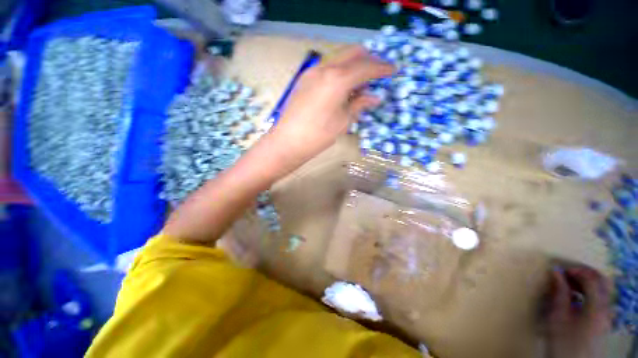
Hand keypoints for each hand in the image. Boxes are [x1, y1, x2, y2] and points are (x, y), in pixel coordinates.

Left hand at [267, 46, 394, 170]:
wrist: (288, 141)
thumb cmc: (319, 135)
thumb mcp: (343, 121)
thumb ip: (360, 104)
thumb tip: (374, 96)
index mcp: (338, 79)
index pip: (366, 67)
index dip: (382, 68)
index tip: (393, 71)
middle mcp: (325, 68)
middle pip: (353, 53)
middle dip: (368, 61)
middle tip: (376, 75)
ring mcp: (312, 71)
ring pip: (339, 58)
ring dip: (353, 66)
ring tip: (360, 84)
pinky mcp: (305, 78)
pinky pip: (328, 67)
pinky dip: (340, 72)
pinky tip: (342, 87)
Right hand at [546, 265, 611, 357]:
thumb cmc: (563, 340)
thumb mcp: (558, 317)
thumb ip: (559, 293)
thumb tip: (555, 272)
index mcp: (597, 306)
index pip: (591, 278)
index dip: (576, 270)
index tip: (558, 269)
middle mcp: (606, 308)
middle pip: (601, 281)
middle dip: (584, 273)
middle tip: (565, 273)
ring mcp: (607, 314)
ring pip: (602, 289)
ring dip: (586, 281)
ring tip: (568, 283)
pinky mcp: (603, 319)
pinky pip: (600, 298)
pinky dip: (589, 291)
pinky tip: (576, 296)